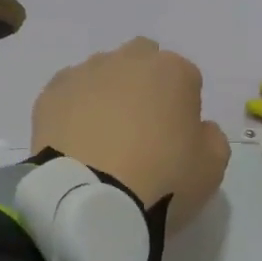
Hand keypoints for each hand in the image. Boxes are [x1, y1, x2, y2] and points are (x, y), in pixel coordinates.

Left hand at [32, 38, 230, 232]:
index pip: (186, 79)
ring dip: (106, 95)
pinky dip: (73, 110)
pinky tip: (75, 141)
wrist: (89, 200)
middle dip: (143, 86)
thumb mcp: (212, 168)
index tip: (175, 140)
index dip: (183, 109)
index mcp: (173, 71)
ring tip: (101, 139)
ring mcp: (84, 73)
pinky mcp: (50, 94)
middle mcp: (128, 60)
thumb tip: (196, 128)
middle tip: (139, 130)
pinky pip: (68, 94)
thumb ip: (211, 138)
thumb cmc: (161, 181)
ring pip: (101, 74)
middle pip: (141, 61)